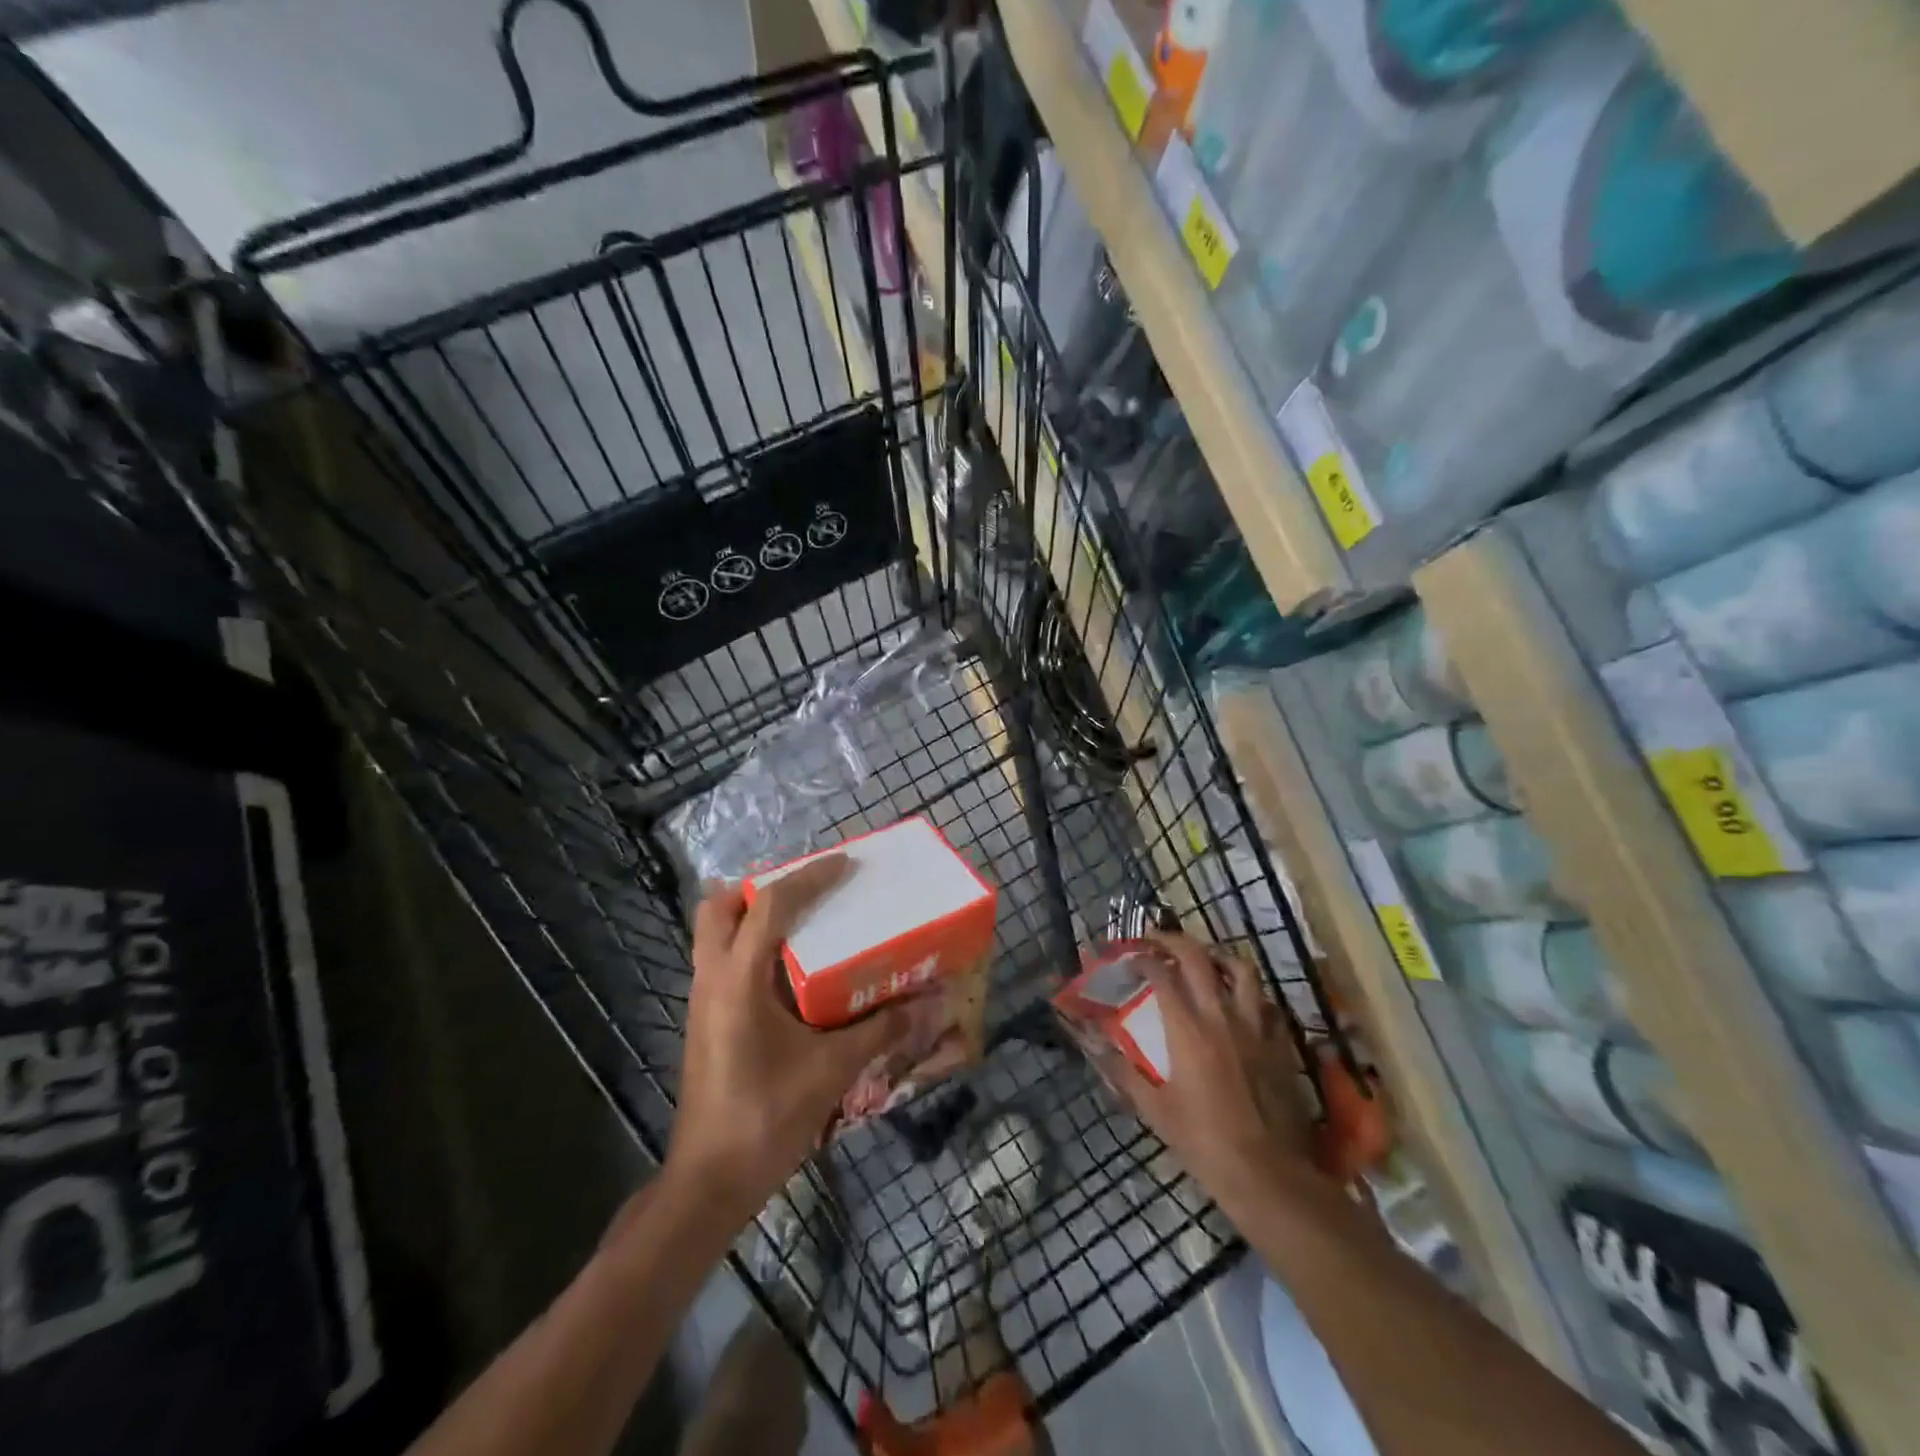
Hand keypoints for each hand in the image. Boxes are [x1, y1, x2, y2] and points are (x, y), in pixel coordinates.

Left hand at [667, 856, 909, 1223]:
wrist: (710, 1181)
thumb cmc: (767, 1117)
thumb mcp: (831, 1069)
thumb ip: (881, 1030)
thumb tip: (931, 1002)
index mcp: (738, 979)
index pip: (770, 904)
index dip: (808, 877)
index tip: (845, 863)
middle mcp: (712, 978)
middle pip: (720, 906)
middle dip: (760, 887)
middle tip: (807, 891)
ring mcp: (703, 1000)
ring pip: (714, 932)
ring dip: (752, 915)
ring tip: (803, 920)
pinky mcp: (706, 1020)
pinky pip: (722, 960)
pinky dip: (751, 946)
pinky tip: (790, 970)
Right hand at [1094, 932, 1316, 1214]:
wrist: (1269, 1174)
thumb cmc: (1204, 1142)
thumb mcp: (1154, 1109)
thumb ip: (1121, 1070)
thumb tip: (1090, 1042)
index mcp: (1187, 1028)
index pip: (1161, 973)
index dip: (1142, 958)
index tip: (1130, 957)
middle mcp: (1221, 1015)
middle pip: (1198, 957)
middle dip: (1174, 940)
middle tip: (1158, 940)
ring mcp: (1256, 1026)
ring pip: (1241, 970)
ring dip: (1218, 957)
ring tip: (1205, 961)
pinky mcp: (1280, 1043)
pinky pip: (1267, 1002)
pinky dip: (1250, 993)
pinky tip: (1241, 1003)